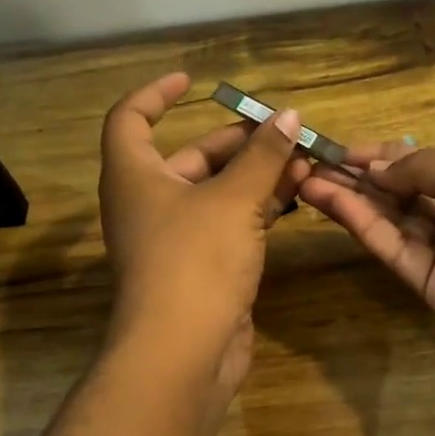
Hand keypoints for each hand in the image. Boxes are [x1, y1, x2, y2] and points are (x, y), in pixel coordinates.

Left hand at [99, 72, 310, 413]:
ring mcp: (176, 239)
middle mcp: (150, 203)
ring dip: (257, 175)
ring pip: (217, 192)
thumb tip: (290, 115)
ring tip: (303, 162)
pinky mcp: (202, 267)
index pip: (131, 119)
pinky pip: (229, 224)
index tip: (193, 82)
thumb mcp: (234, 200)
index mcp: (136, 176)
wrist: (182, 354)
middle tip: (285, 132)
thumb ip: (264, 156)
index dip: (157, 95)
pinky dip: (258, 208)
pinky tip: (296, 200)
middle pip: (191, 156)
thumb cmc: (195, 261)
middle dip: (239, 141)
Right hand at [298, 145, 434, 413]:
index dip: (384, 155)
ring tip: (306, 177)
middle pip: (402, 192)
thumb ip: (423, 166)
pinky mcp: (431, 287)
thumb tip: (377, 166)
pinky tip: (331, 201)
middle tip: (311, 161)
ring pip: (390, 220)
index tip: (340, 148)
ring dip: (350, 198)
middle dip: (359, 176)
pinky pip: (393, 248)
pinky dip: (361, 224)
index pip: (423, 164)